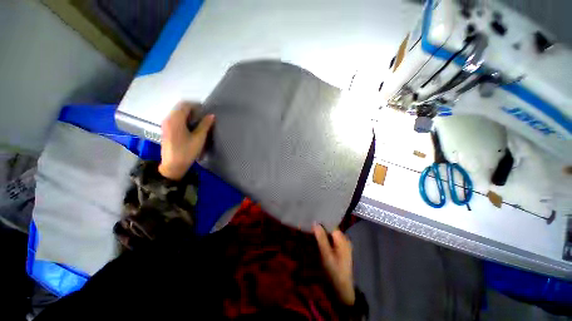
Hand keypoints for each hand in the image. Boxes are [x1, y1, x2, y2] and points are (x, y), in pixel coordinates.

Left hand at [158, 102, 214, 179]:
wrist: (173, 166)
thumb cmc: (187, 151)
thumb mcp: (199, 138)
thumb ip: (205, 125)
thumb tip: (211, 115)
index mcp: (175, 120)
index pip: (185, 105)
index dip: (196, 105)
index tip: (206, 110)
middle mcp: (168, 119)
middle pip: (180, 108)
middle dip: (192, 109)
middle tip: (204, 116)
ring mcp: (165, 124)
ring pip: (177, 113)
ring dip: (188, 114)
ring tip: (199, 122)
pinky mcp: (165, 130)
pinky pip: (175, 119)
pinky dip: (183, 119)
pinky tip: (191, 127)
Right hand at [313, 223, 354, 305]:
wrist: (341, 290)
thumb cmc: (334, 271)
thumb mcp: (326, 254)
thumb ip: (321, 238)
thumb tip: (315, 223)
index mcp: (343, 239)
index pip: (331, 225)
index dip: (321, 223)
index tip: (312, 221)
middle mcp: (344, 240)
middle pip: (331, 230)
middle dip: (320, 229)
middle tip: (309, 228)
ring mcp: (343, 246)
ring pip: (330, 236)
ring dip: (321, 235)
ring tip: (311, 234)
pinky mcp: (340, 252)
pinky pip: (331, 242)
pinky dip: (324, 241)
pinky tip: (317, 242)